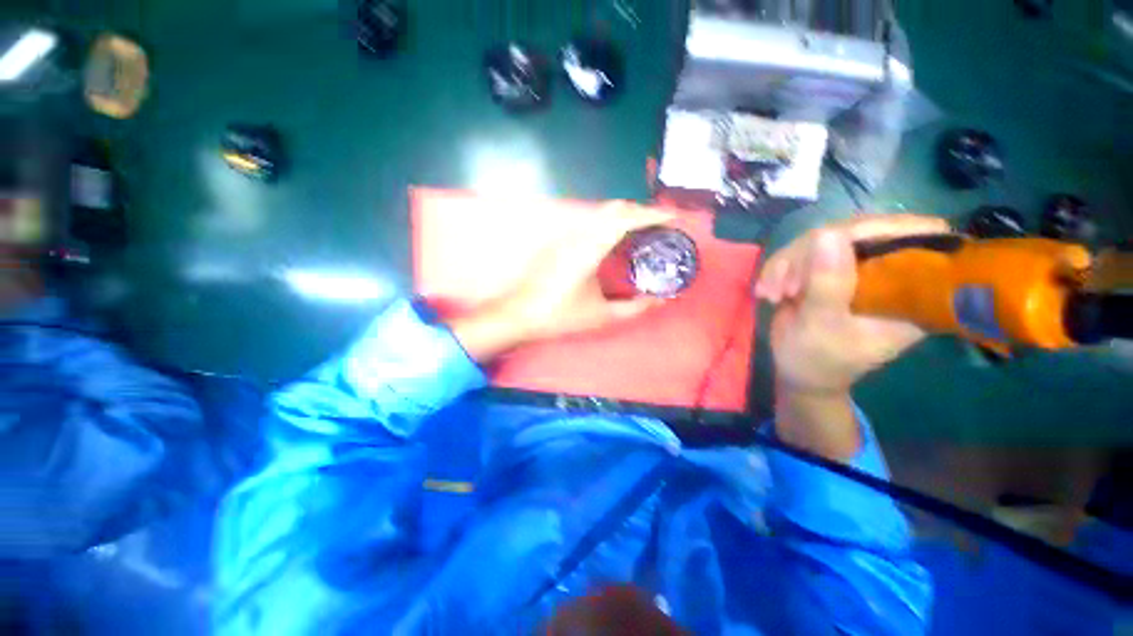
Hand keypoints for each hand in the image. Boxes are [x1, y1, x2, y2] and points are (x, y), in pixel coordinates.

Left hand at [451, 201, 669, 361]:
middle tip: (660, 226)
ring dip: (623, 217)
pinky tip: (613, 242)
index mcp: (590, 247)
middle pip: (614, 208)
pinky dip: (608, 225)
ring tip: (641, 232)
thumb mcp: (601, 315)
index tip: (673, 217)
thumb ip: (634, 308)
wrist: (518, 314)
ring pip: (600, 214)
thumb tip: (661, 301)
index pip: (626, 219)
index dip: (652, 215)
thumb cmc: (559, 315)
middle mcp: (578, 234)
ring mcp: (565, 236)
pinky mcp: (558, 242)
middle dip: (640, 212)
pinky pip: (590, 223)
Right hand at [755, 214, 949, 457]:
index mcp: (912, 290)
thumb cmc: (818, 360)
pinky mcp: (829, 268)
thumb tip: (826, 235)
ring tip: (772, 293)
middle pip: (860, 231)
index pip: (916, 236)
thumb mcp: (821, 327)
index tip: (829, 246)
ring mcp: (857, 267)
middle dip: (812, 253)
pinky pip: (803, 250)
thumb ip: (828, 285)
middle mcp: (890, 271)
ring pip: (824, 238)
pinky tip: (768, 289)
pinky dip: (779, 267)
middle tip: (784, 285)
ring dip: (787, 263)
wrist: (799, 371)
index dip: (877, 231)